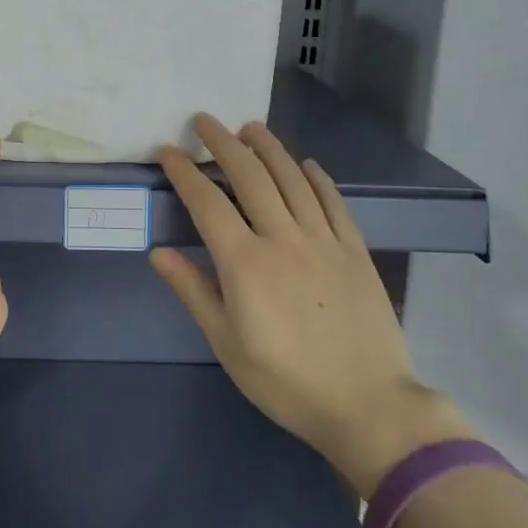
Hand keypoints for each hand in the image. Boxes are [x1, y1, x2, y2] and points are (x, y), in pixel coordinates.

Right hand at [152, 114, 470, 493]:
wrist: (367, 406)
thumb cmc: (285, 381)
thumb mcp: (227, 344)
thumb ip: (193, 292)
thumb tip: (159, 253)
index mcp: (245, 263)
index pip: (207, 203)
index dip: (186, 172)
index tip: (169, 150)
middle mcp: (282, 239)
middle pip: (250, 177)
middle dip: (223, 144)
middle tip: (205, 120)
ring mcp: (323, 241)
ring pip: (292, 180)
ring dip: (269, 148)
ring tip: (250, 127)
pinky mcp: (355, 251)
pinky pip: (334, 203)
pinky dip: (318, 178)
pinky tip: (307, 164)